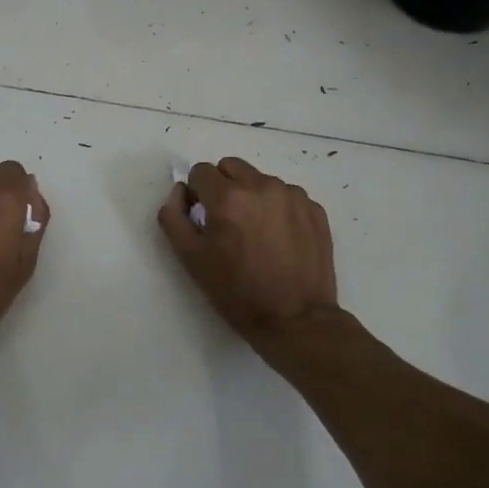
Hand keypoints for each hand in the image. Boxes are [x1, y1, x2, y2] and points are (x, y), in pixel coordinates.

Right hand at [158, 157, 339, 350]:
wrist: (296, 320)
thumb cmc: (237, 292)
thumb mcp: (191, 259)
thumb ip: (173, 217)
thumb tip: (179, 191)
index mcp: (228, 197)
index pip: (200, 171)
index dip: (196, 193)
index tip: (202, 218)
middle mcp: (262, 186)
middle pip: (231, 167)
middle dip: (223, 186)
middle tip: (227, 222)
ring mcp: (293, 196)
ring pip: (260, 180)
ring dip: (252, 196)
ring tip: (256, 234)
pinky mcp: (315, 209)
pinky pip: (287, 195)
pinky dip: (278, 208)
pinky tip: (280, 239)